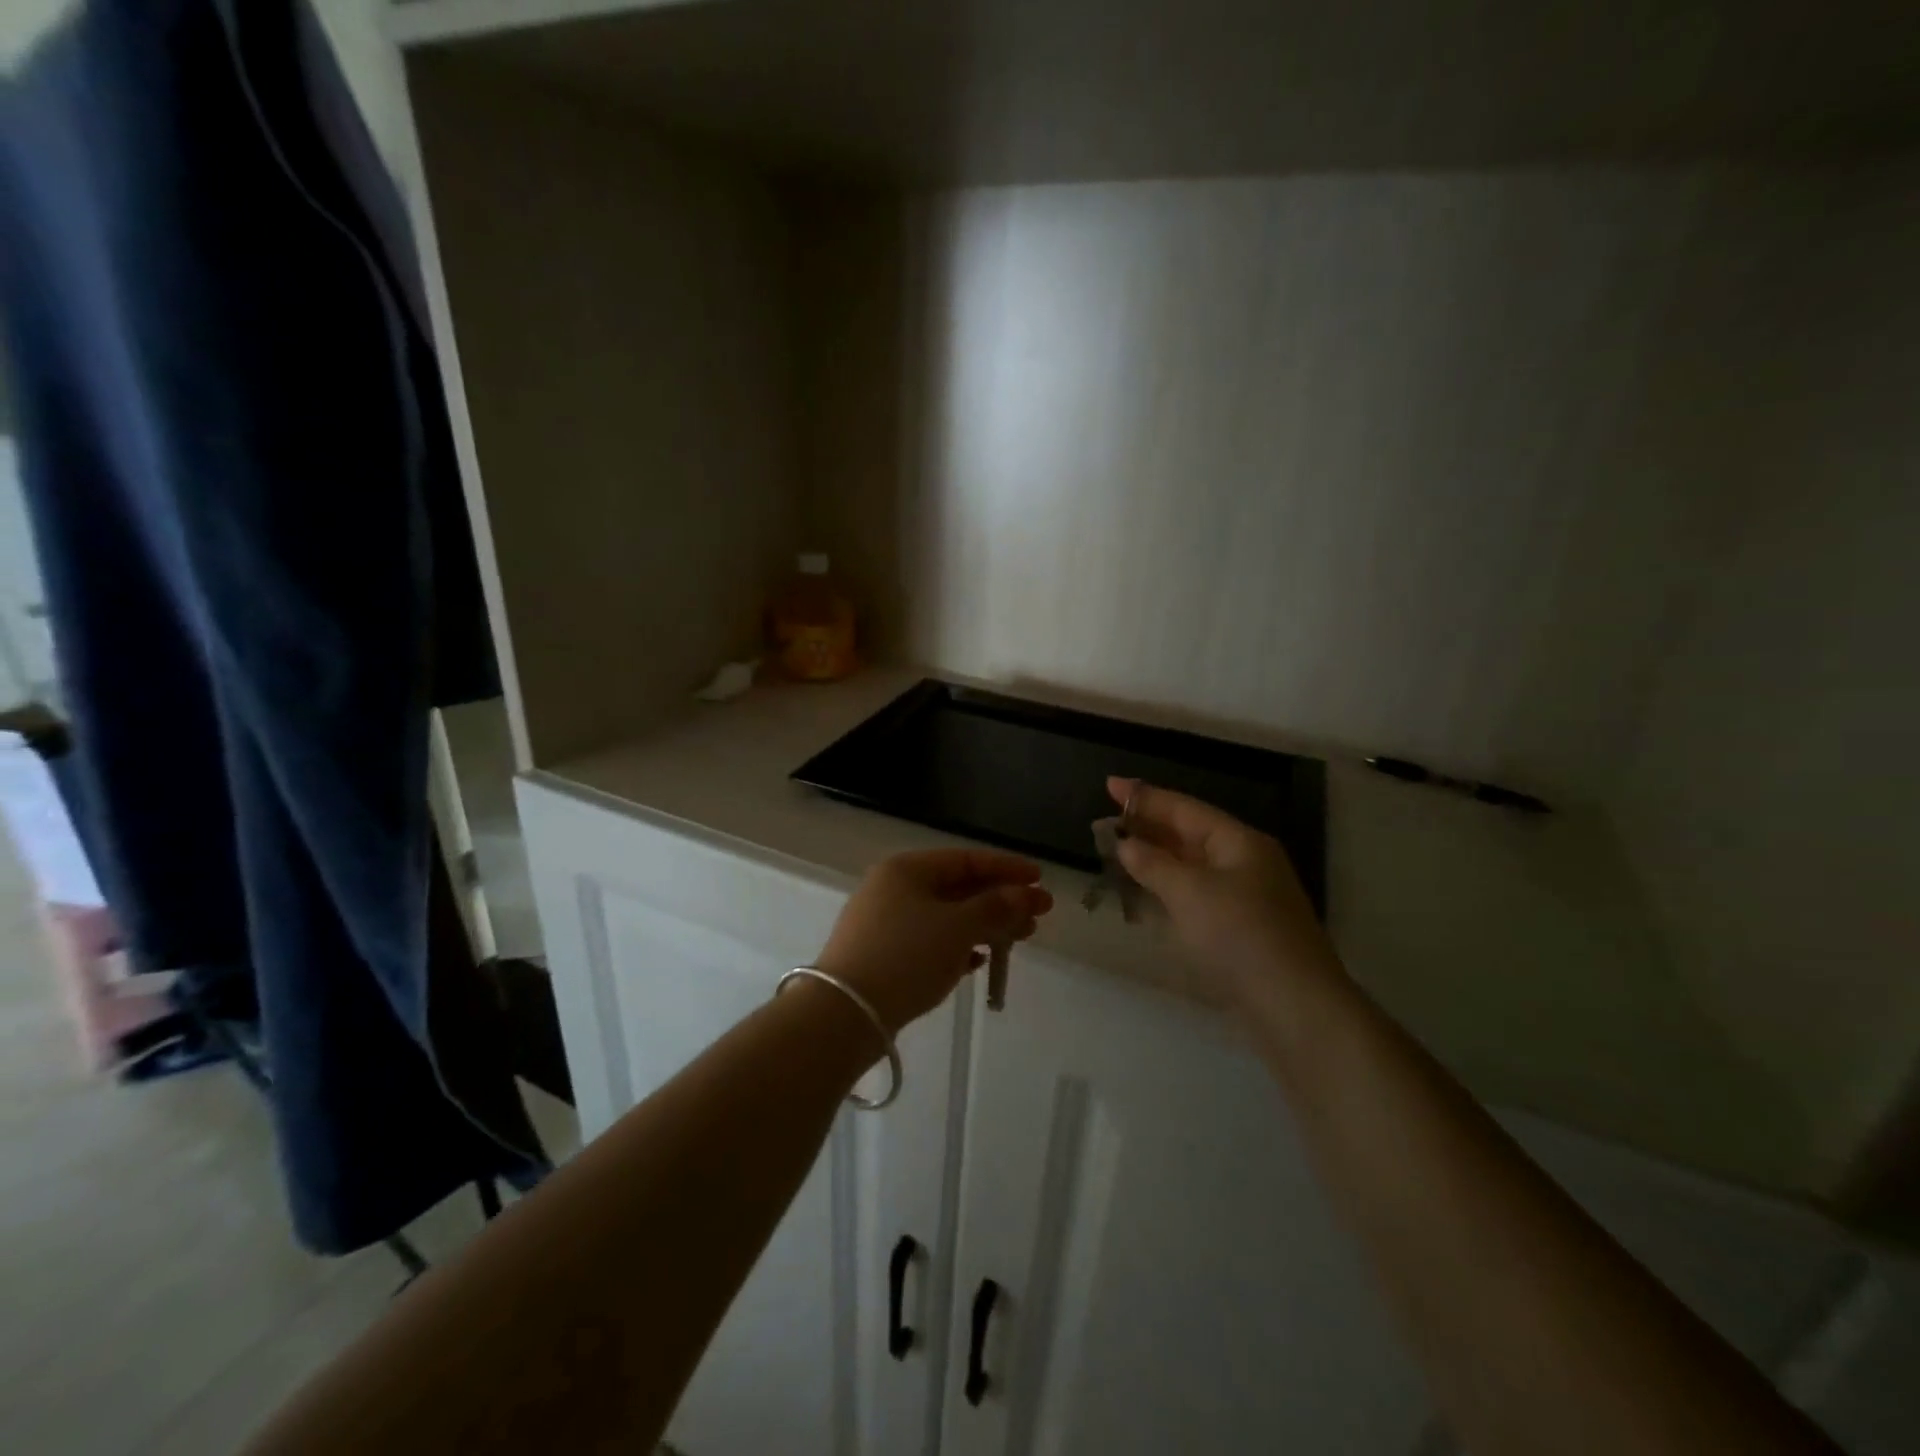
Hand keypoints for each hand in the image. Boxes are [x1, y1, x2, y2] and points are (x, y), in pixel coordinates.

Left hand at [816, 849, 1054, 1034]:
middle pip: (958, 888)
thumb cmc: (906, 957)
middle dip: (1001, 900)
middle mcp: (893, 888)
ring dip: (985, 925)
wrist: (845, 1014)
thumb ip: (995, 907)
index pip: (966, 859)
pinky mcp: (883, 956)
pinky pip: (930, 942)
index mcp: (907, 869)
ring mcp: (885, 923)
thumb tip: (1026, 894)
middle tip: (1039, 916)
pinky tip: (980, 962)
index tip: (1041, 880)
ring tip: (1020, 939)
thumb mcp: (957, 928)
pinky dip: (958, 947)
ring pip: (946, 916)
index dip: (1007, 868)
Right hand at [1108, 777, 1340, 1003]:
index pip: (1184, 809)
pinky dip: (1168, 888)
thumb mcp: (1190, 892)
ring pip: (1191, 865)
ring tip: (1118, 851)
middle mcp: (1245, 862)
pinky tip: (1146, 892)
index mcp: (1239, 842)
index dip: (1145, 797)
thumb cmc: (1240, 934)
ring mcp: (1245, 896)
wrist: (1294, 1006)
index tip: (1110, 785)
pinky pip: (1196, 893)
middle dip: (1148, 826)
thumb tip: (1125, 844)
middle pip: (1189, 834)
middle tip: (1107, 821)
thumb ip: (1153, 864)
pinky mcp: (1240, 928)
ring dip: (1155, 858)